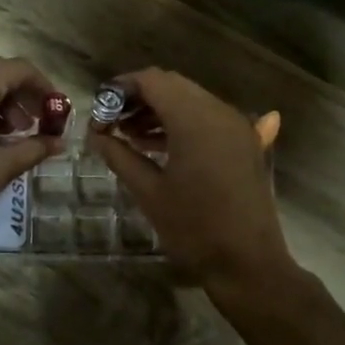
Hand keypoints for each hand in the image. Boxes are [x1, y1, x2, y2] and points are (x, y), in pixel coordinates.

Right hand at [88, 68, 299, 304]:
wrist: (248, 263)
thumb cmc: (194, 228)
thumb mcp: (148, 191)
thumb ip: (119, 155)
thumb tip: (96, 135)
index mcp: (194, 119)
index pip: (153, 81)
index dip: (122, 87)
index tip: (99, 107)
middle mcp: (219, 112)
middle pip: (173, 86)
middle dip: (139, 98)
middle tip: (111, 122)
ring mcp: (236, 126)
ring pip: (191, 100)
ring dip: (160, 110)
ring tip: (129, 135)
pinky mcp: (245, 142)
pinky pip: (208, 118)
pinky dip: (182, 122)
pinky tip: (160, 145)